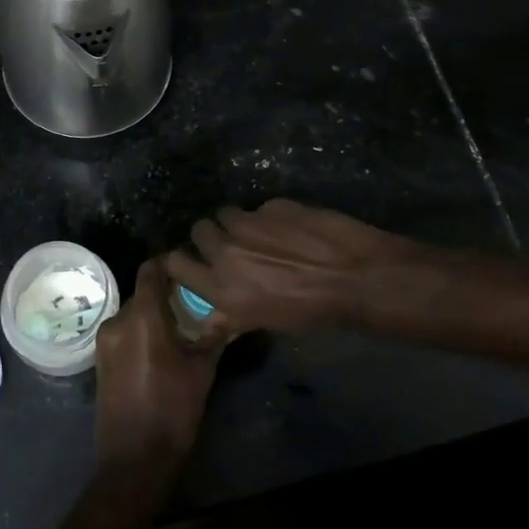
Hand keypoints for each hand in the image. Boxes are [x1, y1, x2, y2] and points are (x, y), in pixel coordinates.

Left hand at [94, 260, 218, 471]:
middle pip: (142, 292)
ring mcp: (105, 342)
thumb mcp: (202, 371)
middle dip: (166, 292)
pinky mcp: (101, 360)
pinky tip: (162, 346)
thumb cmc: (173, 412)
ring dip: (154, 313)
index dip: (168, 262)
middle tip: (193, 298)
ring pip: (133, 313)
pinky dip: (141, 331)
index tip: (190, 265)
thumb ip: (214, 335)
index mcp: (143, 318)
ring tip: (182, 323)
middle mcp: (118, 322)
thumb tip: (229, 312)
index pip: (150, 271)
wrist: (134, 461)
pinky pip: (123, 332)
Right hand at [164, 199, 425, 334]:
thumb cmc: (311, 311)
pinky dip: (270, 217)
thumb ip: (232, 314)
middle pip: (199, 230)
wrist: (353, 276)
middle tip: (230, 244)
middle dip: (210, 235)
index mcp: (221, 289)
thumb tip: (211, 317)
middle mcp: (226, 253)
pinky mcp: (271, 205)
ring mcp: (248, 224)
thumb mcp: (266, 322)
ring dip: (237, 222)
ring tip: (260, 233)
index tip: (190, 259)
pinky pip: (260, 208)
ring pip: (226, 213)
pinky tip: (292, 228)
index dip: (179, 259)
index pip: (175, 263)